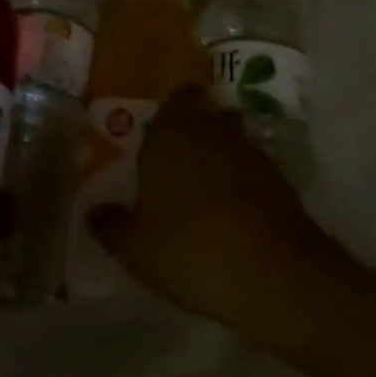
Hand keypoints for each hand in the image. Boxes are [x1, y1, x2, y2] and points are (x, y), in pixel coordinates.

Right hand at [88, 86, 368, 338]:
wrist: (277, 278)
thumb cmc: (191, 248)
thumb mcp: (135, 248)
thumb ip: (111, 224)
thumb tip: (93, 211)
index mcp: (171, 132)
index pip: (174, 98)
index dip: (168, 111)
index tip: (156, 132)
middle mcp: (212, 130)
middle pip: (205, 115)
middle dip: (193, 130)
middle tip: (174, 159)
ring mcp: (252, 154)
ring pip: (231, 142)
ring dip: (219, 158)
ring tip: (202, 192)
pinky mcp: (282, 184)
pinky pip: (253, 173)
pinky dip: (243, 186)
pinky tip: (232, 218)